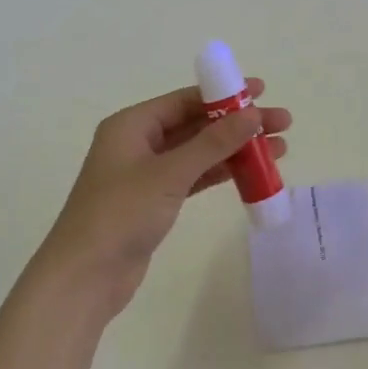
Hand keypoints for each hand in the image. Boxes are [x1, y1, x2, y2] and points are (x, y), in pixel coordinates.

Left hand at [34, 81, 291, 317]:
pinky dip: (220, 174)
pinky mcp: (154, 201)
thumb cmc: (121, 214)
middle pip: (195, 124)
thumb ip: (212, 143)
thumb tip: (252, 114)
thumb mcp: (169, 174)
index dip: (225, 94)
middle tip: (282, 124)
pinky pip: (194, 177)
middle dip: (237, 124)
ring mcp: (146, 173)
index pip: (185, 100)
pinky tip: (251, 174)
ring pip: (198, 152)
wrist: (85, 276)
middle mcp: (138, 142)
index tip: (262, 92)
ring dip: (234, 150)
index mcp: (131, 125)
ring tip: (279, 151)